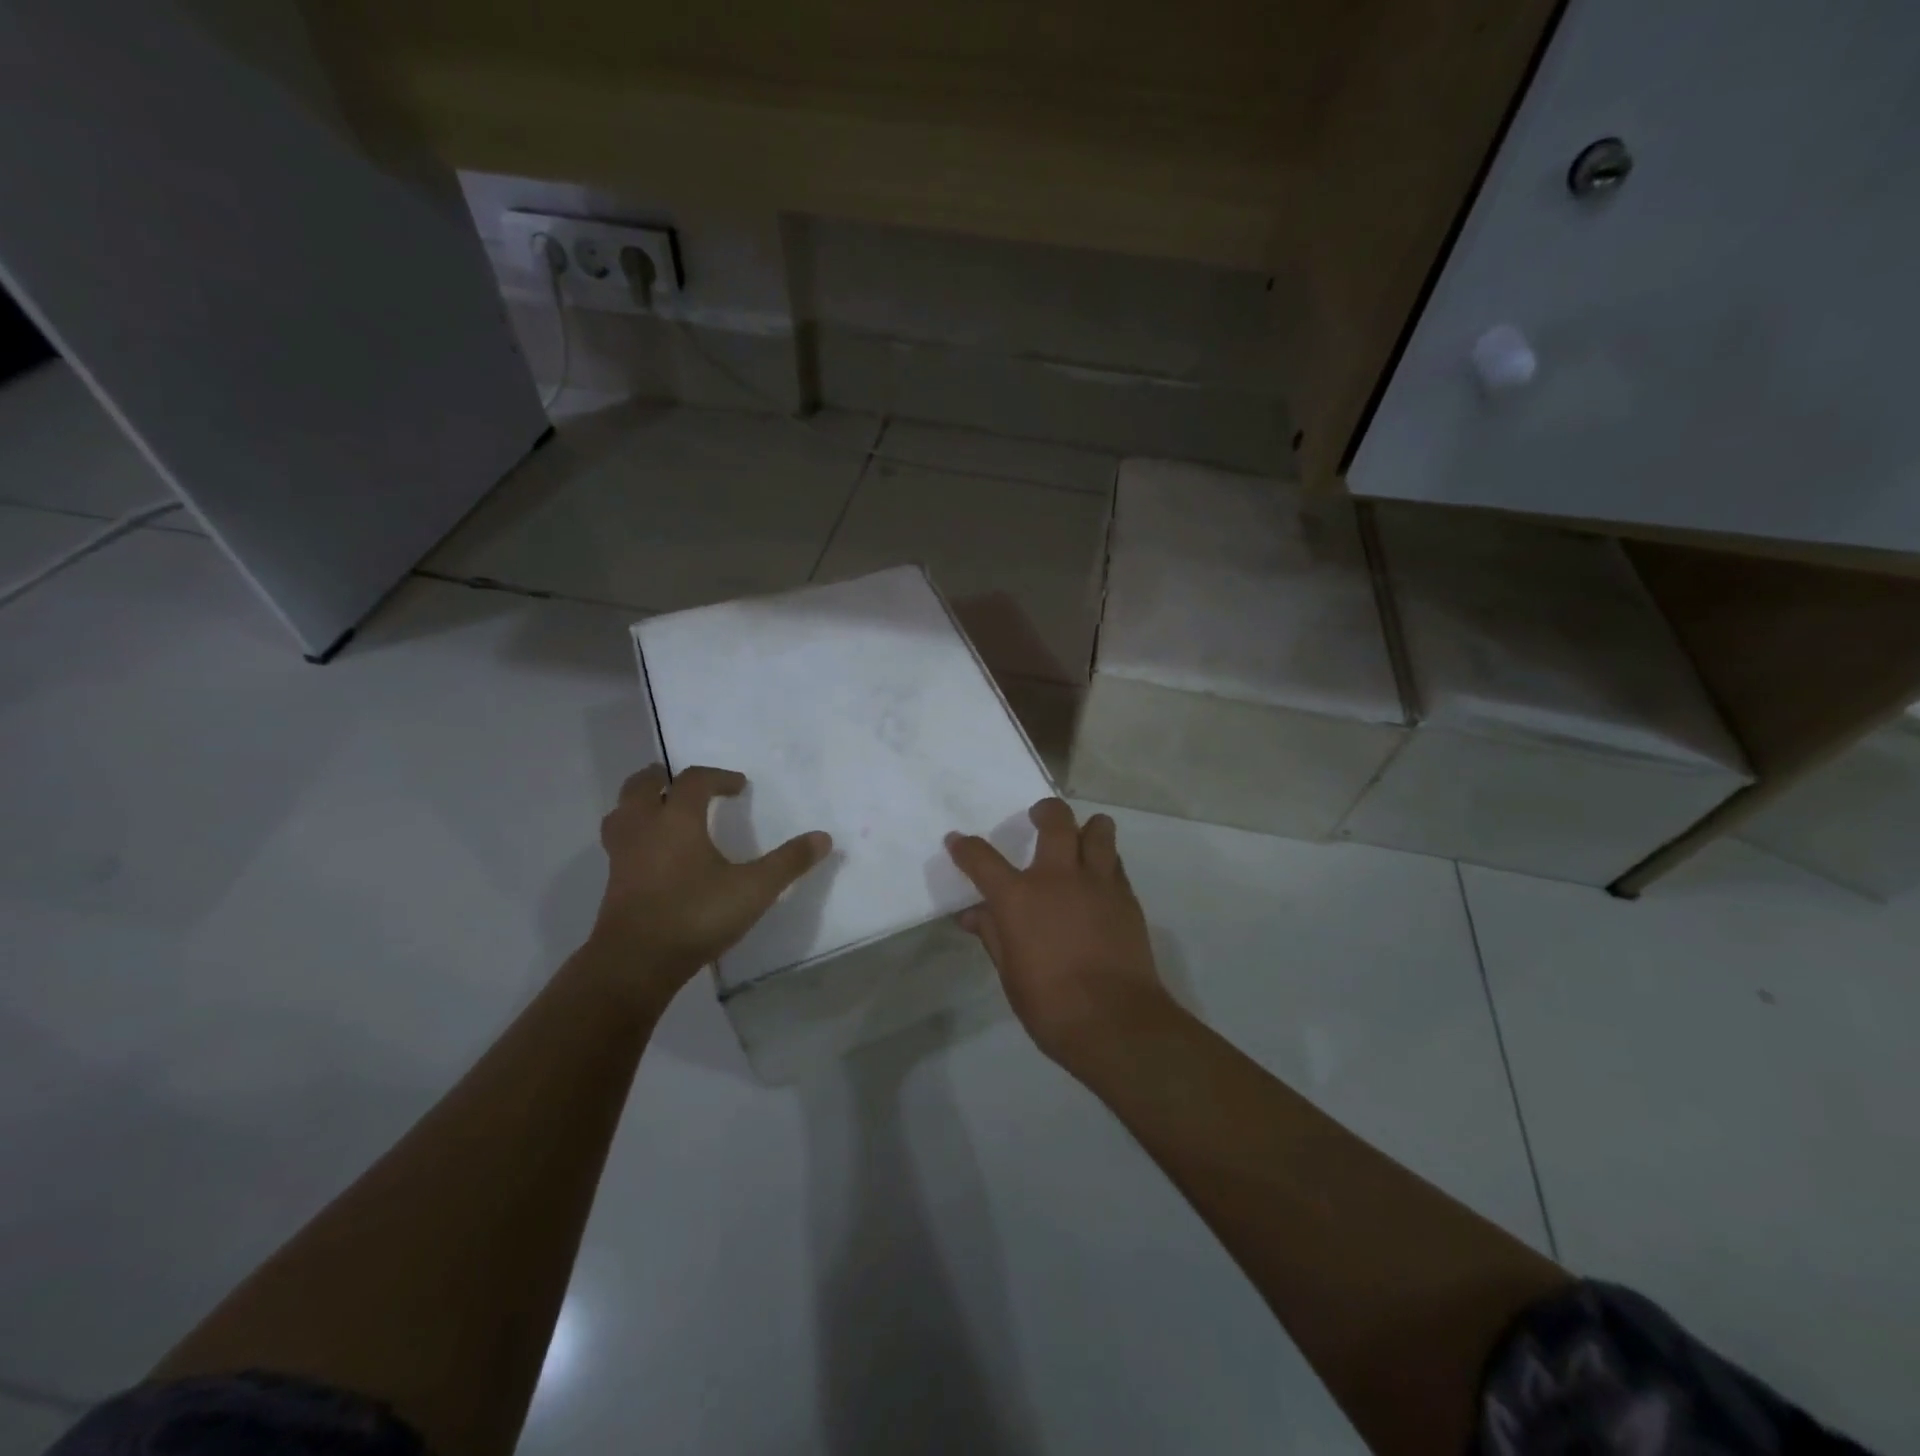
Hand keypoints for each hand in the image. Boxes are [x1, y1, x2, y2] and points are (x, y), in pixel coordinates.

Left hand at [587, 764, 832, 1010]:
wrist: (635, 963)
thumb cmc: (696, 915)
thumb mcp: (754, 889)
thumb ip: (788, 862)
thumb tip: (823, 838)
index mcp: (677, 819)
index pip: (694, 781)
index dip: (718, 777)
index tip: (739, 786)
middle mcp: (644, 828)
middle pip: (641, 786)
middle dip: (663, 779)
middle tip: (681, 782)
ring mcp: (622, 856)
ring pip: (621, 813)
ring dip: (638, 804)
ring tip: (659, 811)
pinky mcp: (613, 883)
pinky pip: (619, 844)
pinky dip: (633, 836)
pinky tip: (652, 855)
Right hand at [946, 799, 1173, 1061]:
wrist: (1115, 1022)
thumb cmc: (1050, 1004)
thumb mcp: (1009, 971)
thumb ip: (992, 933)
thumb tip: (972, 914)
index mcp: (1019, 897)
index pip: (982, 858)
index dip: (965, 847)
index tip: (957, 841)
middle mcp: (1058, 877)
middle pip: (1056, 820)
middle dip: (1044, 811)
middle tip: (1038, 818)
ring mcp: (1098, 883)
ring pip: (1098, 829)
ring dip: (1086, 828)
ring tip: (1078, 841)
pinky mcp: (1127, 897)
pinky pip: (1115, 862)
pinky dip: (1104, 861)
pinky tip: (1097, 881)